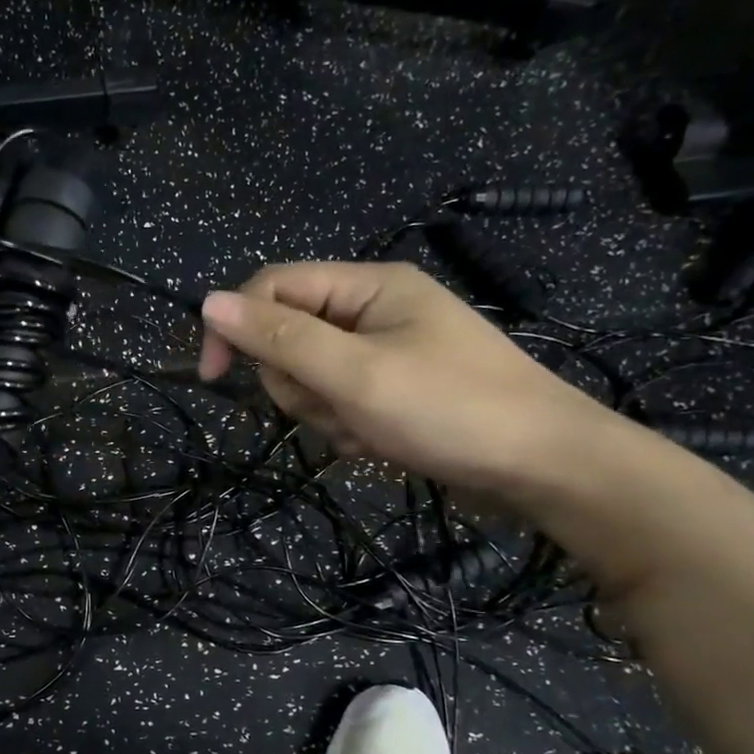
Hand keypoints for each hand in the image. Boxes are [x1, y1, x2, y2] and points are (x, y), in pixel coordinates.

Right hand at [198, 261, 621, 496]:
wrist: (545, 467)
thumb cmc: (450, 410)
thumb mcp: (356, 373)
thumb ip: (280, 338)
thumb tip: (209, 301)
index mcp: (367, 286)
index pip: (273, 287)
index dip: (236, 325)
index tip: (213, 377)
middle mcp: (372, 310)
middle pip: (288, 337)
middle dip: (298, 382)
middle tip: (336, 406)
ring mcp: (383, 352)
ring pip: (309, 377)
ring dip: (324, 411)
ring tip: (367, 429)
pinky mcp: (391, 389)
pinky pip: (337, 402)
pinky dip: (346, 426)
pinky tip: (380, 442)